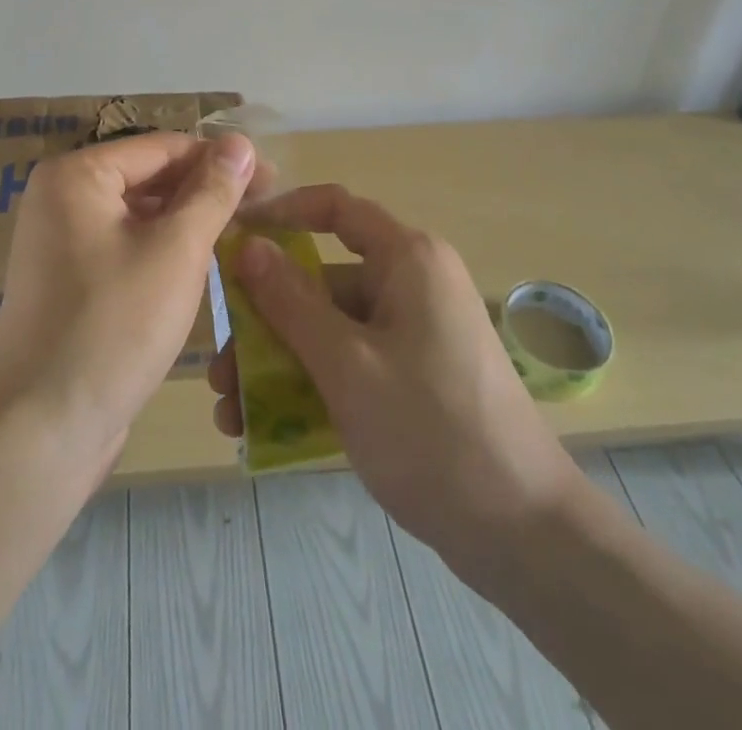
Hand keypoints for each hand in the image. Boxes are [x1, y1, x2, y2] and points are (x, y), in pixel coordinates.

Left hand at [0, 131, 257, 467]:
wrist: (43, 430)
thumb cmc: (114, 326)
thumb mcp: (176, 251)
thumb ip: (212, 191)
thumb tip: (242, 143)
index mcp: (76, 175)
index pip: (163, 148)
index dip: (221, 159)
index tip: (272, 178)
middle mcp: (60, 198)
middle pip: (149, 178)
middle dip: (205, 191)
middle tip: (263, 209)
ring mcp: (60, 242)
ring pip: (139, 215)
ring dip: (188, 222)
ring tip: (241, 235)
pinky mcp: (69, 281)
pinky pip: (125, 247)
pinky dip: (163, 250)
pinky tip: (202, 266)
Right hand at [208, 185, 583, 578]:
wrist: (523, 532)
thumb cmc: (430, 430)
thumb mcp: (347, 364)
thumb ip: (291, 302)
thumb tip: (248, 246)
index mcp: (408, 259)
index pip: (335, 208)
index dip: (280, 213)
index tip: (231, 235)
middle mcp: (411, 283)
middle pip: (323, 280)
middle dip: (265, 320)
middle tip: (218, 365)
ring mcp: (414, 332)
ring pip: (330, 328)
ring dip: (279, 362)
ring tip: (230, 411)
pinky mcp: (414, 375)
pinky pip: (351, 362)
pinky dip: (311, 384)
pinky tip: (265, 427)